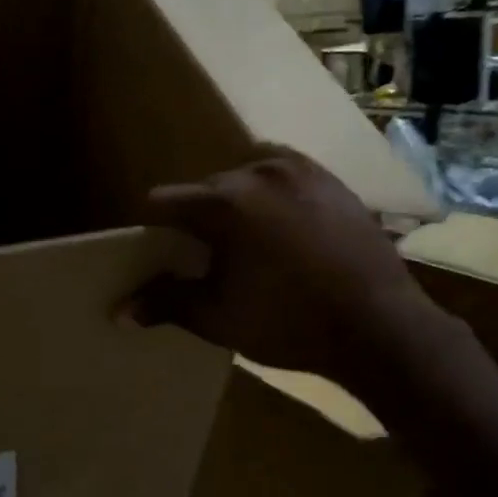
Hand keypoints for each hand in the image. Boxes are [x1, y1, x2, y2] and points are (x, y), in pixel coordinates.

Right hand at [137, 146, 449, 396]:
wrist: (379, 326)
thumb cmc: (289, 323)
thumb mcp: (219, 318)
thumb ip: (167, 303)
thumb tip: (119, 311)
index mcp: (225, 202)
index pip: (165, 201)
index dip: (156, 229)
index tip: (166, 255)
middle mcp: (260, 170)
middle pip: (208, 189)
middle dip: (202, 220)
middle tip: (214, 261)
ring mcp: (302, 170)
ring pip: (248, 181)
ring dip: (240, 207)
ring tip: (255, 248)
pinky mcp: (333, 180)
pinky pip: (286, 181)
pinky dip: (276, 201)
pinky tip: (291, 236)